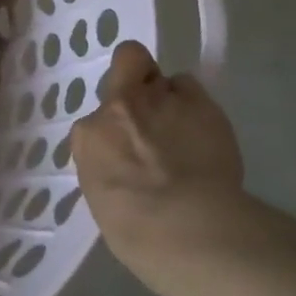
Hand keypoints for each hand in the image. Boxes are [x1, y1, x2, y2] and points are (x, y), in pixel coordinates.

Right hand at [70, 41, 245, 289]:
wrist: (184, 227)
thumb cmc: (137, 231)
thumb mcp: (104, 198)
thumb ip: (111, 167)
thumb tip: (126, 166)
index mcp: (89, 136)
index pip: (97, 119)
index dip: (115, 127)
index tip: (127, 144)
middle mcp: (118, 106)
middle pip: (126, 64)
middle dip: (137, 80)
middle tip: (154, 111)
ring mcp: (158, 98)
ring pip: (165, 79)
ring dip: (171, 96)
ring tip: (188, 128)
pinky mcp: (197, 101)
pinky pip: (191, 88)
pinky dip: (196, 105)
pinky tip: (206, 133)